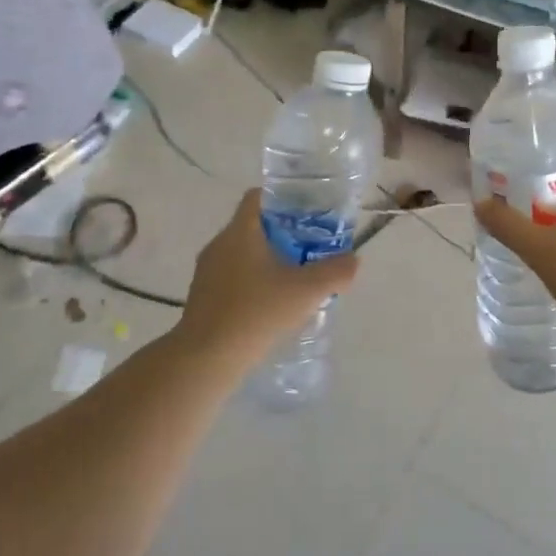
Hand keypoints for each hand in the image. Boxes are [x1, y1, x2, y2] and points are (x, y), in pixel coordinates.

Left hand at [178, 191, 359, 364]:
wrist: (206, 358)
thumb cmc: (256, 312)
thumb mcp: (306, 291)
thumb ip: (335, 272)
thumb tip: (353, 260)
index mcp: (240, 231)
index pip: (257, 197)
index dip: (282, 199)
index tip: (306, 213)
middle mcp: (219, 244)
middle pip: (252, 226)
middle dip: (280, 234)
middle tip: (308, 248)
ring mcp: (206, 272)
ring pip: (240, 254)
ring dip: (265, 262)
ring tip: (292, 280)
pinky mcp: (201, 297)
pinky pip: (230, 279)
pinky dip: (250, 284)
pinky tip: (268, 306)